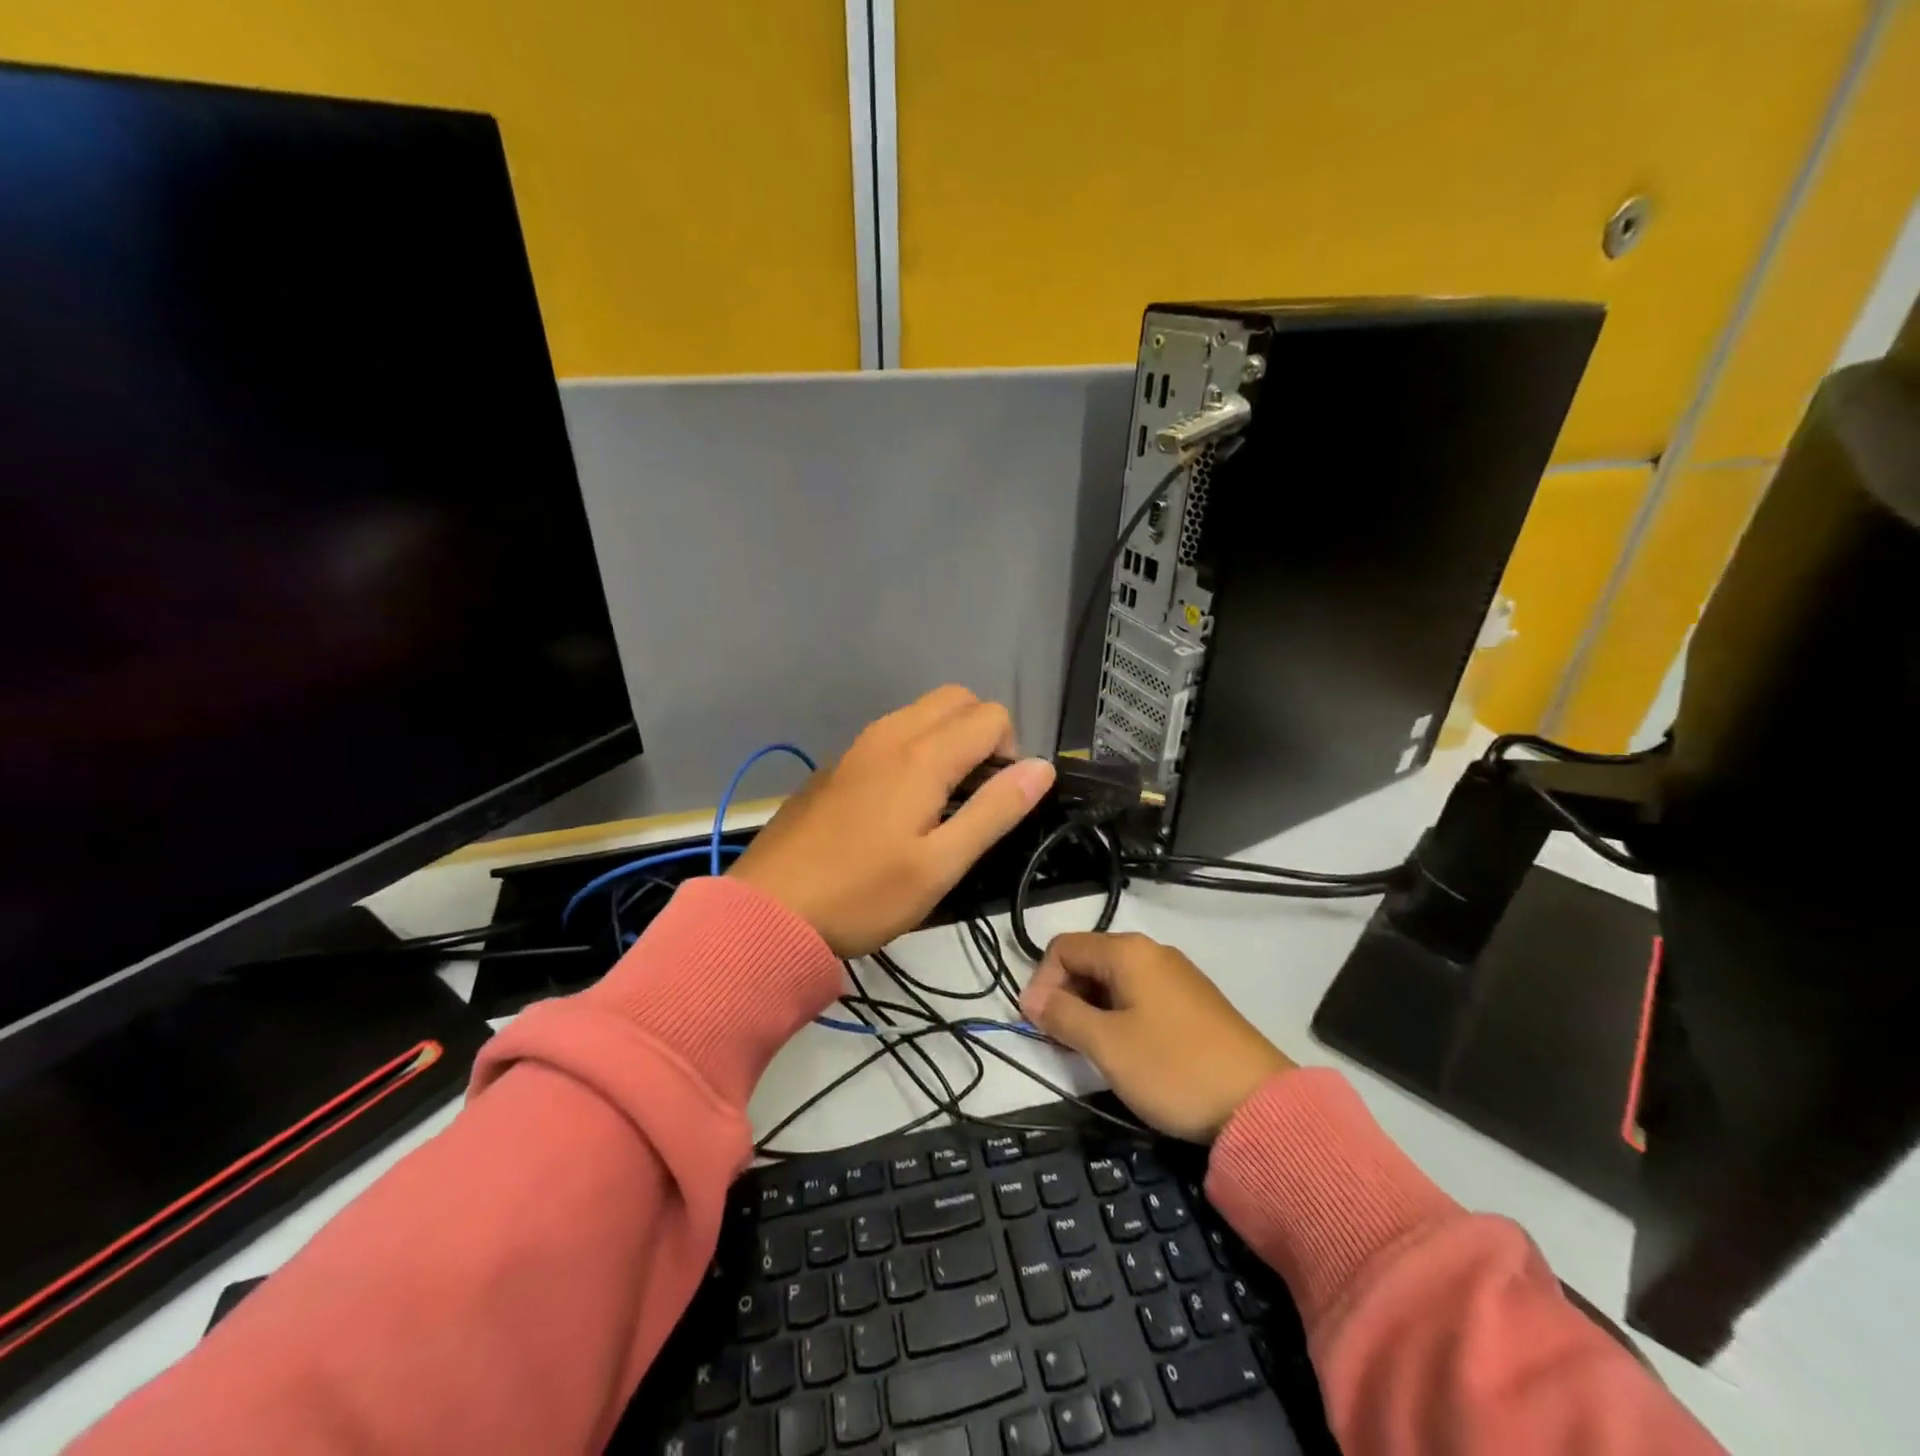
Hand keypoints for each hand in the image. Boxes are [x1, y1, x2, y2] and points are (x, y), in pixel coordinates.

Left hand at [729, 686, 1054, 955]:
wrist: (769, 909)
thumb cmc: (863, 894)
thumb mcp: (941, 865)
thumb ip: (995, 811)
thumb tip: (1042, 767)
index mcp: (922, 755)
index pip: (991, 716)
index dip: (1011, 752)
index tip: (995, 801)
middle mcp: (890, 733)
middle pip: (956, 698)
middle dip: (982, 732)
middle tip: (975, 793)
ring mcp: (857, 745)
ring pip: (921, 711)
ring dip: (948, 737)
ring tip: (941, 800)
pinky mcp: (836, 763)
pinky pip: (892, 732)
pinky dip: (915, 747)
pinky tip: (899, 803)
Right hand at [1021, 932, 1294, 1140]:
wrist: (1260, 1106)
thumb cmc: (1173, 1068)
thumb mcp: (1107, 1045)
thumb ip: (1063, 1015)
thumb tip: (1030, 998)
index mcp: (1128, 952)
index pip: (1063, 948)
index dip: (1041, 983)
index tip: (1037, 1027)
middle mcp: (1152, 953)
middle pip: (1088, 960)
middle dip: (1065, 997)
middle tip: (1061, 1043)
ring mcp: (1176, 977)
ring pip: (1113, 981)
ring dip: (1090, 1010)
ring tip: (1090, 1052)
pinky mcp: (1193, 1003)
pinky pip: (1139, 997)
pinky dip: (1119, 1017)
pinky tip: (1126, 1052)